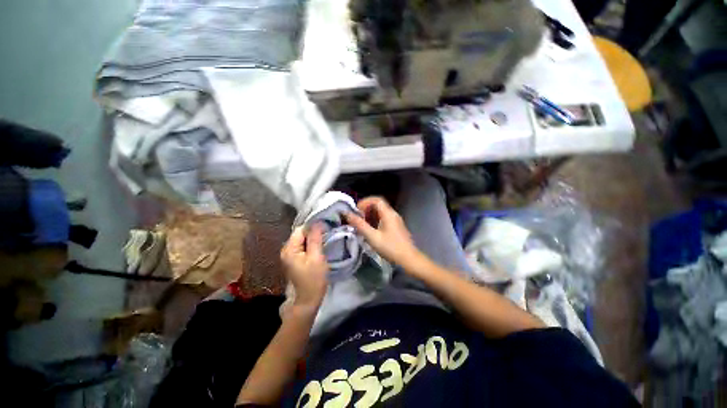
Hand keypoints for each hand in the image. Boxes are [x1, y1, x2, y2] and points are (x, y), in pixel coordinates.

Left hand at [281, 225, 328, 310]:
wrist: (307, 300)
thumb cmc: (313, 279)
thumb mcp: (316, 257)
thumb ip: (315, 239)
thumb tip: (317, 222)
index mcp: (289, 249)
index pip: (301, 229)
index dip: (313, 227)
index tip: (326, 230)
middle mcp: (286, 250)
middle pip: (301, 234)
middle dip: (313, 233)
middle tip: (326, 236)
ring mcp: (289, 255)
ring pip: (302, 240)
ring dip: (313, 239)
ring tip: (324, 241)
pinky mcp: (294, 260)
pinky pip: (302, 247)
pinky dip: (311, 245)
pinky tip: (319, 248)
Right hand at [344, 197, 422, 268]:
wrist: (409, 259)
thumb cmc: (390, 248)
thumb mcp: (372, 237)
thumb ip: (360, 225)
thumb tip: (347, 214)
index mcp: (388, 214)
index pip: (376, 200)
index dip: (365, 202)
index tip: (356, 211)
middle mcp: (393, 214)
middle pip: (378, 205)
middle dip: (366, 209)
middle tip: (358, 219)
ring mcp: (396, 220)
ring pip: (381, 212)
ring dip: (370, 216)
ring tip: (362, 225)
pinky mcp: (396, 227)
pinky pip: (384, 219)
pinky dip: (375, 221)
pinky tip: (370, 231)